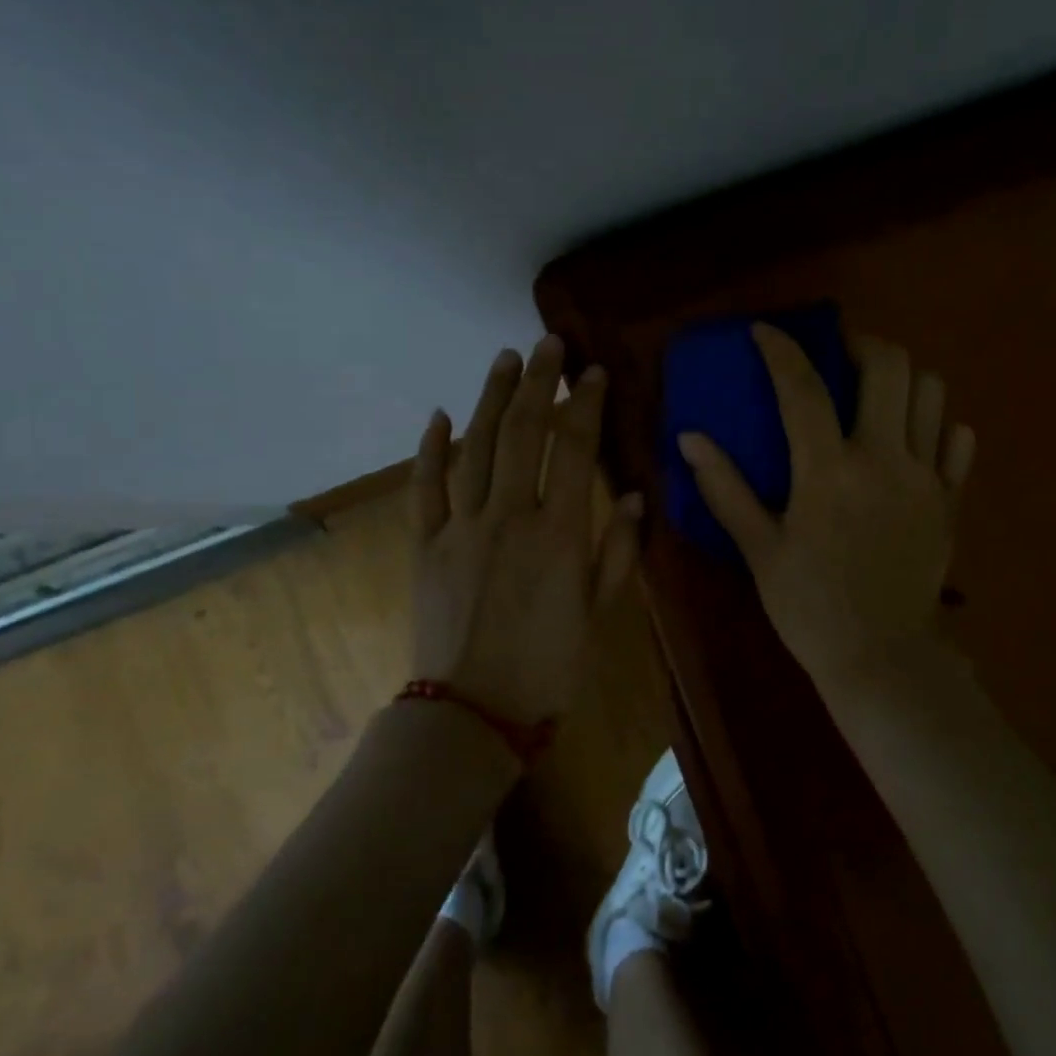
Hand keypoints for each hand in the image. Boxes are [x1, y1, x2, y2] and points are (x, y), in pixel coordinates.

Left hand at [410, 334, 642, 724]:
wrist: (473, 711)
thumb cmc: (548, 666)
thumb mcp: (598, 613)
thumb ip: (616, 551)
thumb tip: (630, 496)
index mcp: (558, 535)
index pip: (574, 451)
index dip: (585, 405)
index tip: (592, 372)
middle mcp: (508, 518)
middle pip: (522, 433)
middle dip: (537, 382)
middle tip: (547, 343)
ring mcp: (460, 528)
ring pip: (474, 448)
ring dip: (489, 398)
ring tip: (503, 358)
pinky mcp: (425, 545)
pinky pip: (425, 488)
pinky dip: (430, 449)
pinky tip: (440, 415)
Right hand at [678, 325, 974, 689]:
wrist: (881, 658)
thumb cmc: (809, 606)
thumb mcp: (759, 549)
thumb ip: (726, 490)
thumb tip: (690, 439)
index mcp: (828, 471)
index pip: (802, 388)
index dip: (781, 350)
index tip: (765, 333)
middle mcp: (884, 460)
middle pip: (890, 367)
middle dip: (862, 345)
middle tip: (840, 357)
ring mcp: (925, 478)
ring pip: (932, 393)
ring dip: (902, 380)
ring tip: (877, 395)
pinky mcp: (950, 501)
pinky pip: (958, 441)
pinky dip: (938, 425)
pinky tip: (914, 439)